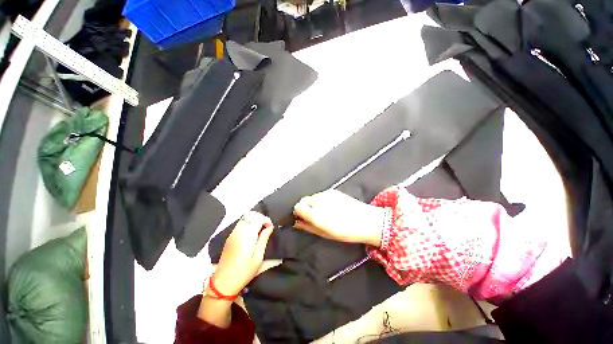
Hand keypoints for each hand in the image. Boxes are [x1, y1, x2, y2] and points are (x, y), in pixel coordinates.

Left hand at [212, 211, 274, 295]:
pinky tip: (251, 233)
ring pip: (244, 218)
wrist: (223, 282)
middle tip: (266, 227)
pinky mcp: (229, 237)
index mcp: (247, 237)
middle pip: (250, 215)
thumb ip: (264, 239)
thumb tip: (269, 227)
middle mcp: (238, 232)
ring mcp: (232, 234)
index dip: (266, 220)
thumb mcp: (258, 257)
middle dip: (260, 217)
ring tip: (260, 229)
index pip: (258, 219)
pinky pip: (240, 224)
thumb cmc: (244, 272)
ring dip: (254, 219)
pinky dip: (248, 223)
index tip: (270, 227)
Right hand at [293, 189, 385, 246]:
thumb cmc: (345, 232)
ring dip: (313, 203)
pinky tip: (331, 206)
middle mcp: (318, 201)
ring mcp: (326, 194)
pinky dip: (321, 199)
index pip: (297, 207)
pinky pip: (321, 194)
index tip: (302, 218)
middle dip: (305, 207)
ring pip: (312, 196)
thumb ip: (308, 227)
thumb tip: (296, 223)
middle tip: (313, 216)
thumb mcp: (325, 234)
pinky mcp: (333, 191)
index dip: (298, 213)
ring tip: (324, 211)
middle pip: (303, 200)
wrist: (366, 220)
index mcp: (315, 214)